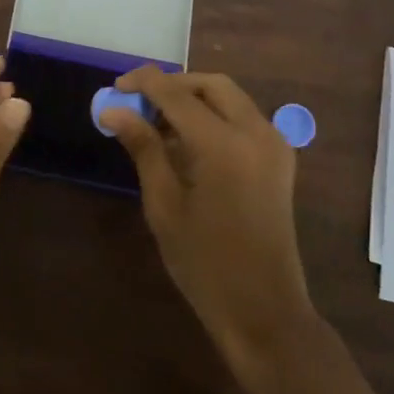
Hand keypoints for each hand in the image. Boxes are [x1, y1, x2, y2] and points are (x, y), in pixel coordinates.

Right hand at [102, 66, 316, 367]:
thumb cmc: (205, 263)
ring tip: (159, 124)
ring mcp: (273, 144)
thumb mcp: (164, 205)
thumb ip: (143, 148)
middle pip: (210, 84)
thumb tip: (113, 111)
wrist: (264, 310)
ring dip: (194, 99)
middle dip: (173, 85)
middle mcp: (255, 132)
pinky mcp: (279, 159)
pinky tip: (189, 141)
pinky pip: (243, 118)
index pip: (176, 93)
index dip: (143, 83)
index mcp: (223, 144)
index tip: (115, 87)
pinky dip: (215, 115)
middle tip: (139, 104)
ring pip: (229, 97)